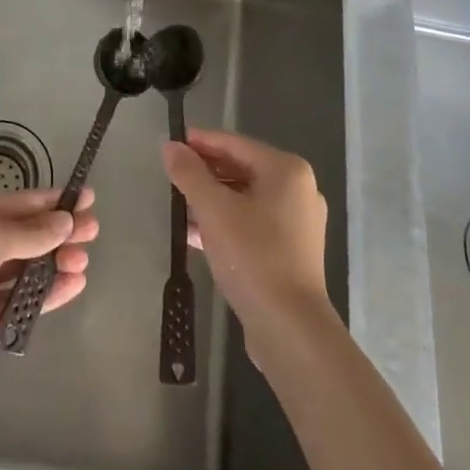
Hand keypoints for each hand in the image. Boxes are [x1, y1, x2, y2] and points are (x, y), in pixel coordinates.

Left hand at [0, 187, 97, 397]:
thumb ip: (29, 232)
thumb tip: (65, 221)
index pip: (20, 201)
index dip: (55, 201)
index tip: (89, 199)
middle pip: (26, 233)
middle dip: (60, 232)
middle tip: (94, 233)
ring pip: (25, 265)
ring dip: (54, 262)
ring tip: (83, 263)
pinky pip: (19, 297)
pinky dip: (44, 292)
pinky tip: (71, 287)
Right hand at [162, 128, 332, 338]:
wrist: (290, 328)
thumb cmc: (253, 256)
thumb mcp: (213, 210)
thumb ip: (189, 174)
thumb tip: (170, 146)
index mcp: (287, 170)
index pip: (235, 143)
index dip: (201, 141)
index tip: (171, 143)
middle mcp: (298, 190)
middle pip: (242, 168)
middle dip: (206, 172)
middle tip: (171, 174)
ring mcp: (298, 222)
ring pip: (246, 198)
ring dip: (213, 198)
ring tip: (178, 203)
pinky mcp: (292, 251)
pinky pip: (252, 222)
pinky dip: (226, 222)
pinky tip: (195, 233)